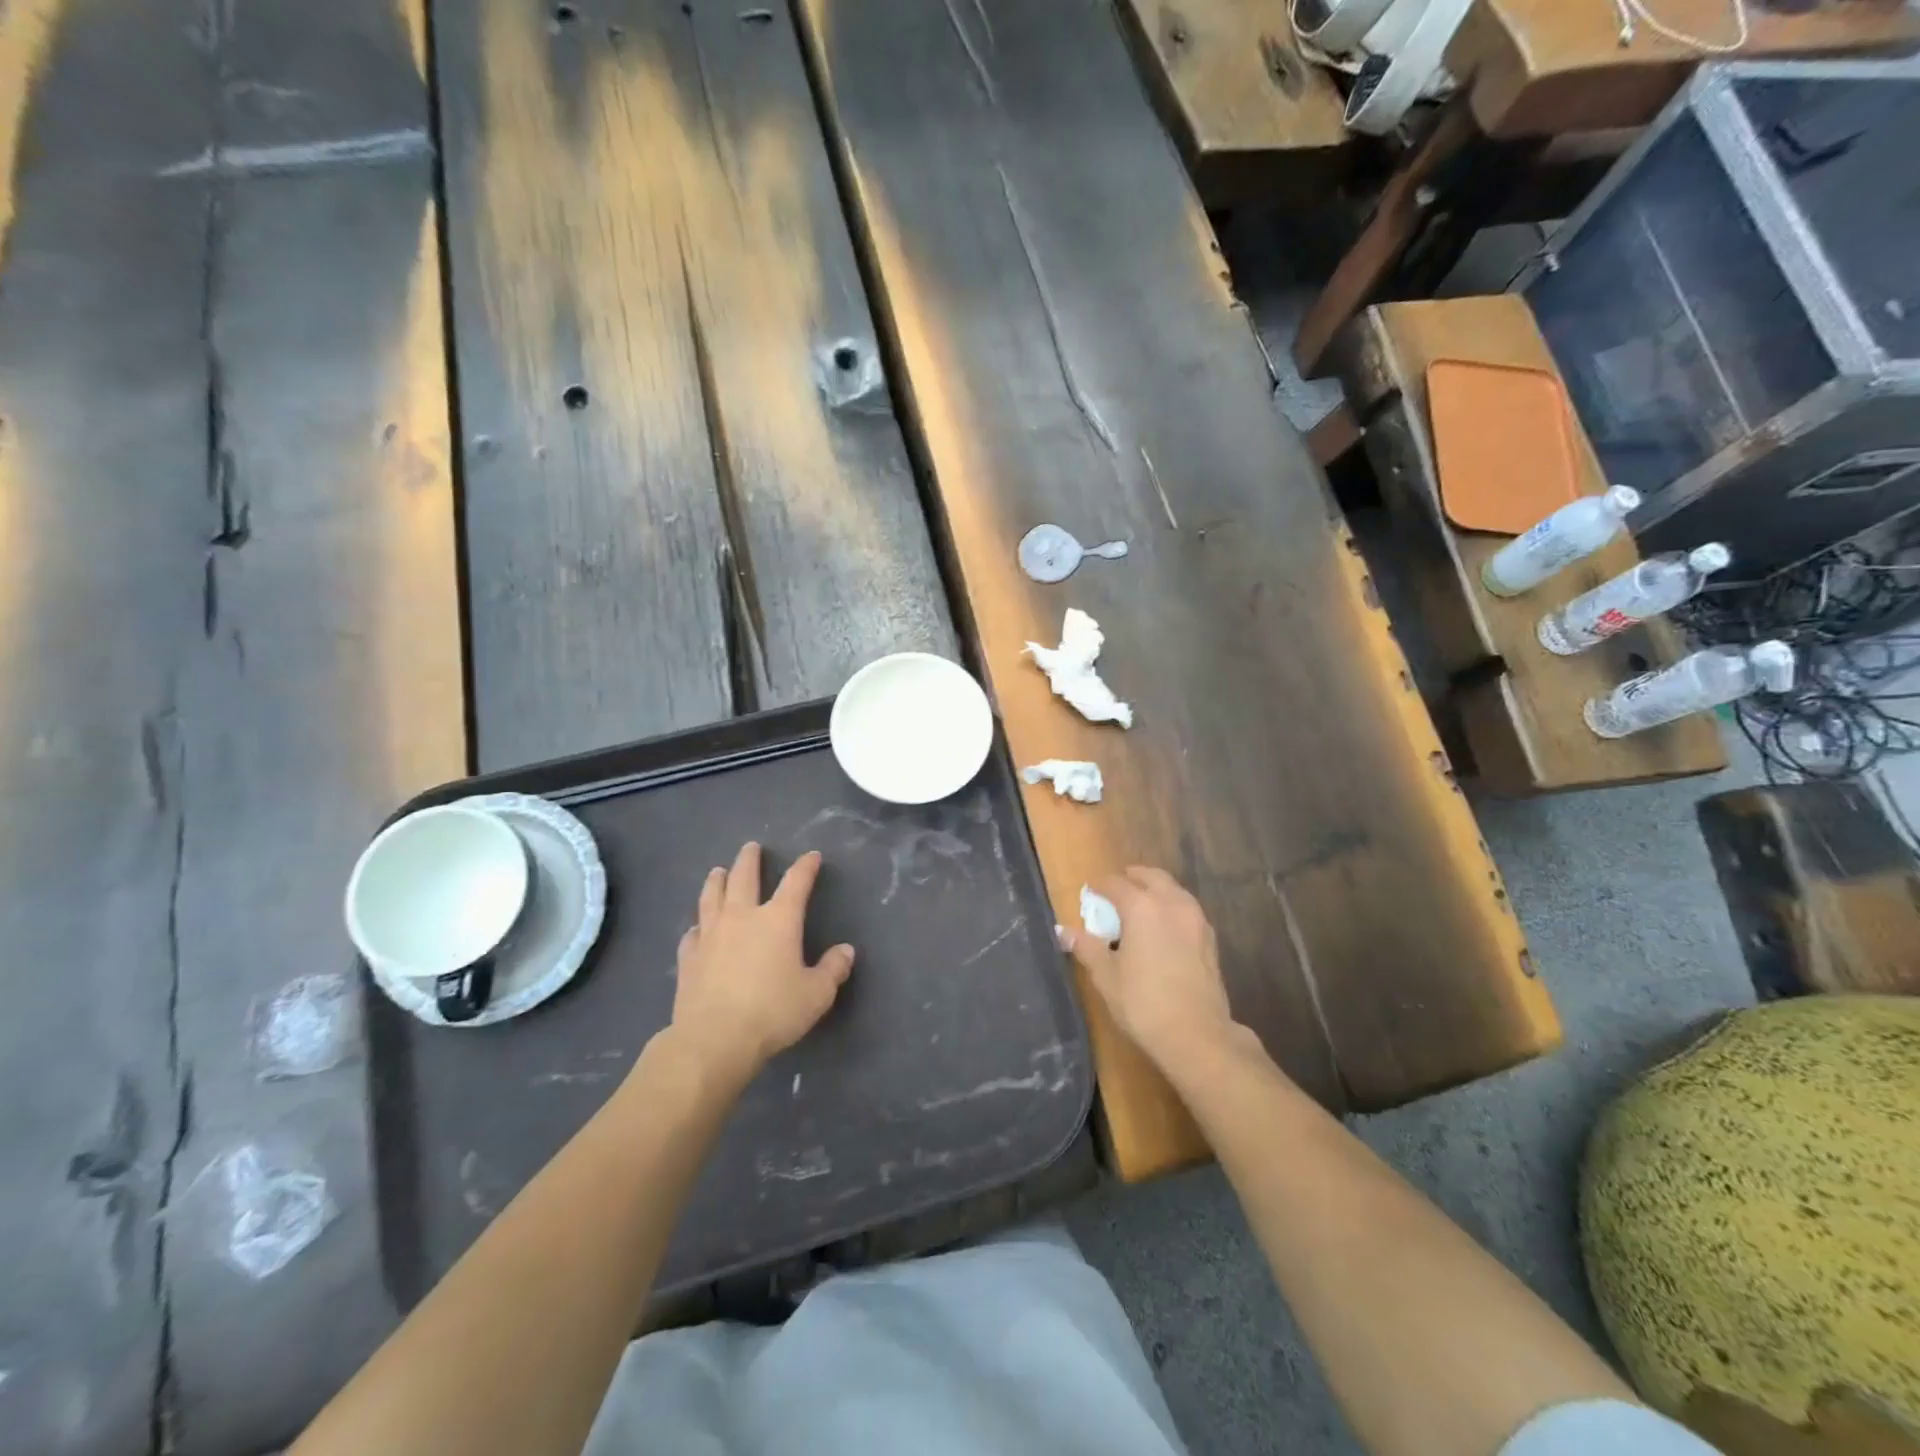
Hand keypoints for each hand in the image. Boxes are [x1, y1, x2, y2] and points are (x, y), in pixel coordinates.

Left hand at [667, 842, 853, 1085]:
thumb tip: (846, 951)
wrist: (714, 1039)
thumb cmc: (773, 1012)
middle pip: (744, 877)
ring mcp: (711, 934)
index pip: (795, 882)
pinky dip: (698, 925)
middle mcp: (742, 917)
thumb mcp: (816, 994)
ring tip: (718, 871)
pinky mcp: (688, 957)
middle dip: (750, 860)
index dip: (805, 866)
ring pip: (712, 896)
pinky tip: (697, 927)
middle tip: (751, 847)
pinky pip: (692, 932)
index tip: (811, 856)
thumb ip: (833, 969)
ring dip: (717, 880)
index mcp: (778, 920)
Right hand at [1064, 867, 1240, 1074]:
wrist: (1197, 1035)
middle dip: (1131, 878)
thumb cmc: (1143, 1003)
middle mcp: (1171, 903)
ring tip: (1139, 907)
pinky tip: (1163, 928)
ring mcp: (1195, 919)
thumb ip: (1086, 947)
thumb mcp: (1106, 976)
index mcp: (1142, 906)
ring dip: (1155, 890)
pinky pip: (1186, 909)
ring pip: (1173, 890)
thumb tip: (1062, 931)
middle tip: (1115, 890)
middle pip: (1151, 876)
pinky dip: (1171, 907)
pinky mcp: (1210, 938)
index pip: (1115, 883)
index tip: (1089, 892)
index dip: (1099, 886)